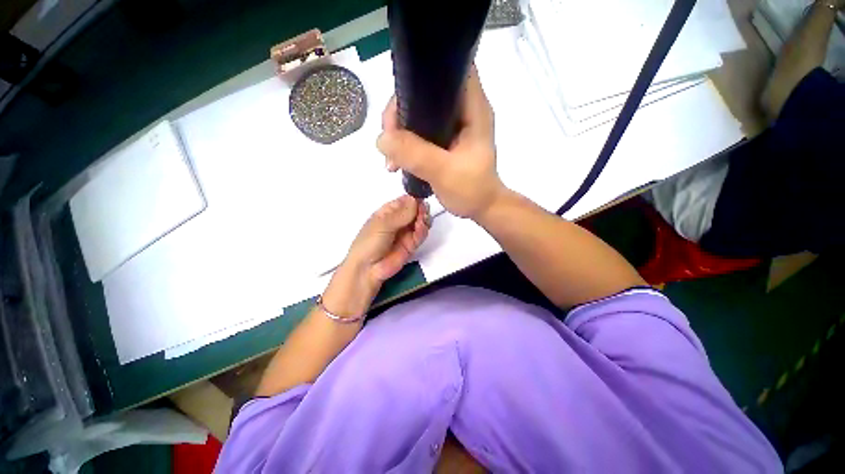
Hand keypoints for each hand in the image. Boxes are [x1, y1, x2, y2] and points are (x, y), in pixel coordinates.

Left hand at [323, 196, 429, 316]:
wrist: (368, 269)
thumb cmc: (369, 243)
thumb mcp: (383, 225)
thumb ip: (401, 214)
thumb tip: (415, 199)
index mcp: (388, 212)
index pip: (404, 201)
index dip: (414, 198)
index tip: (421, 199)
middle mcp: (398, 220)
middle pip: (415, 210)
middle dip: (421, 209)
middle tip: (423, 211)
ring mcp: (405, 233)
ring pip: (420, 221)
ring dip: (424, 219)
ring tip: (421, 222)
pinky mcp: (412, 244)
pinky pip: (421, 234)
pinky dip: (423, 231)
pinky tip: (420, 229)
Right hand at [377, 66, 505, 219]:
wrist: (480, 208)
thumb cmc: (472, 190)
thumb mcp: (445, 172)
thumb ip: (416, 154)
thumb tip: (381, 139)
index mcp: (473, 108)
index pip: (449, 69)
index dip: (423, 74)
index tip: (399, 101)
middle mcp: (462, 110)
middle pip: (425, 92)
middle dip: (401, 111)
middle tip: (388, 138)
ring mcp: (451, 126)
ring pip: (418, 113)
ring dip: (399, 131)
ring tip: (391, 158)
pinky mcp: (443, 141)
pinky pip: (418, 132)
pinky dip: (404, 143)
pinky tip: (396, 161)